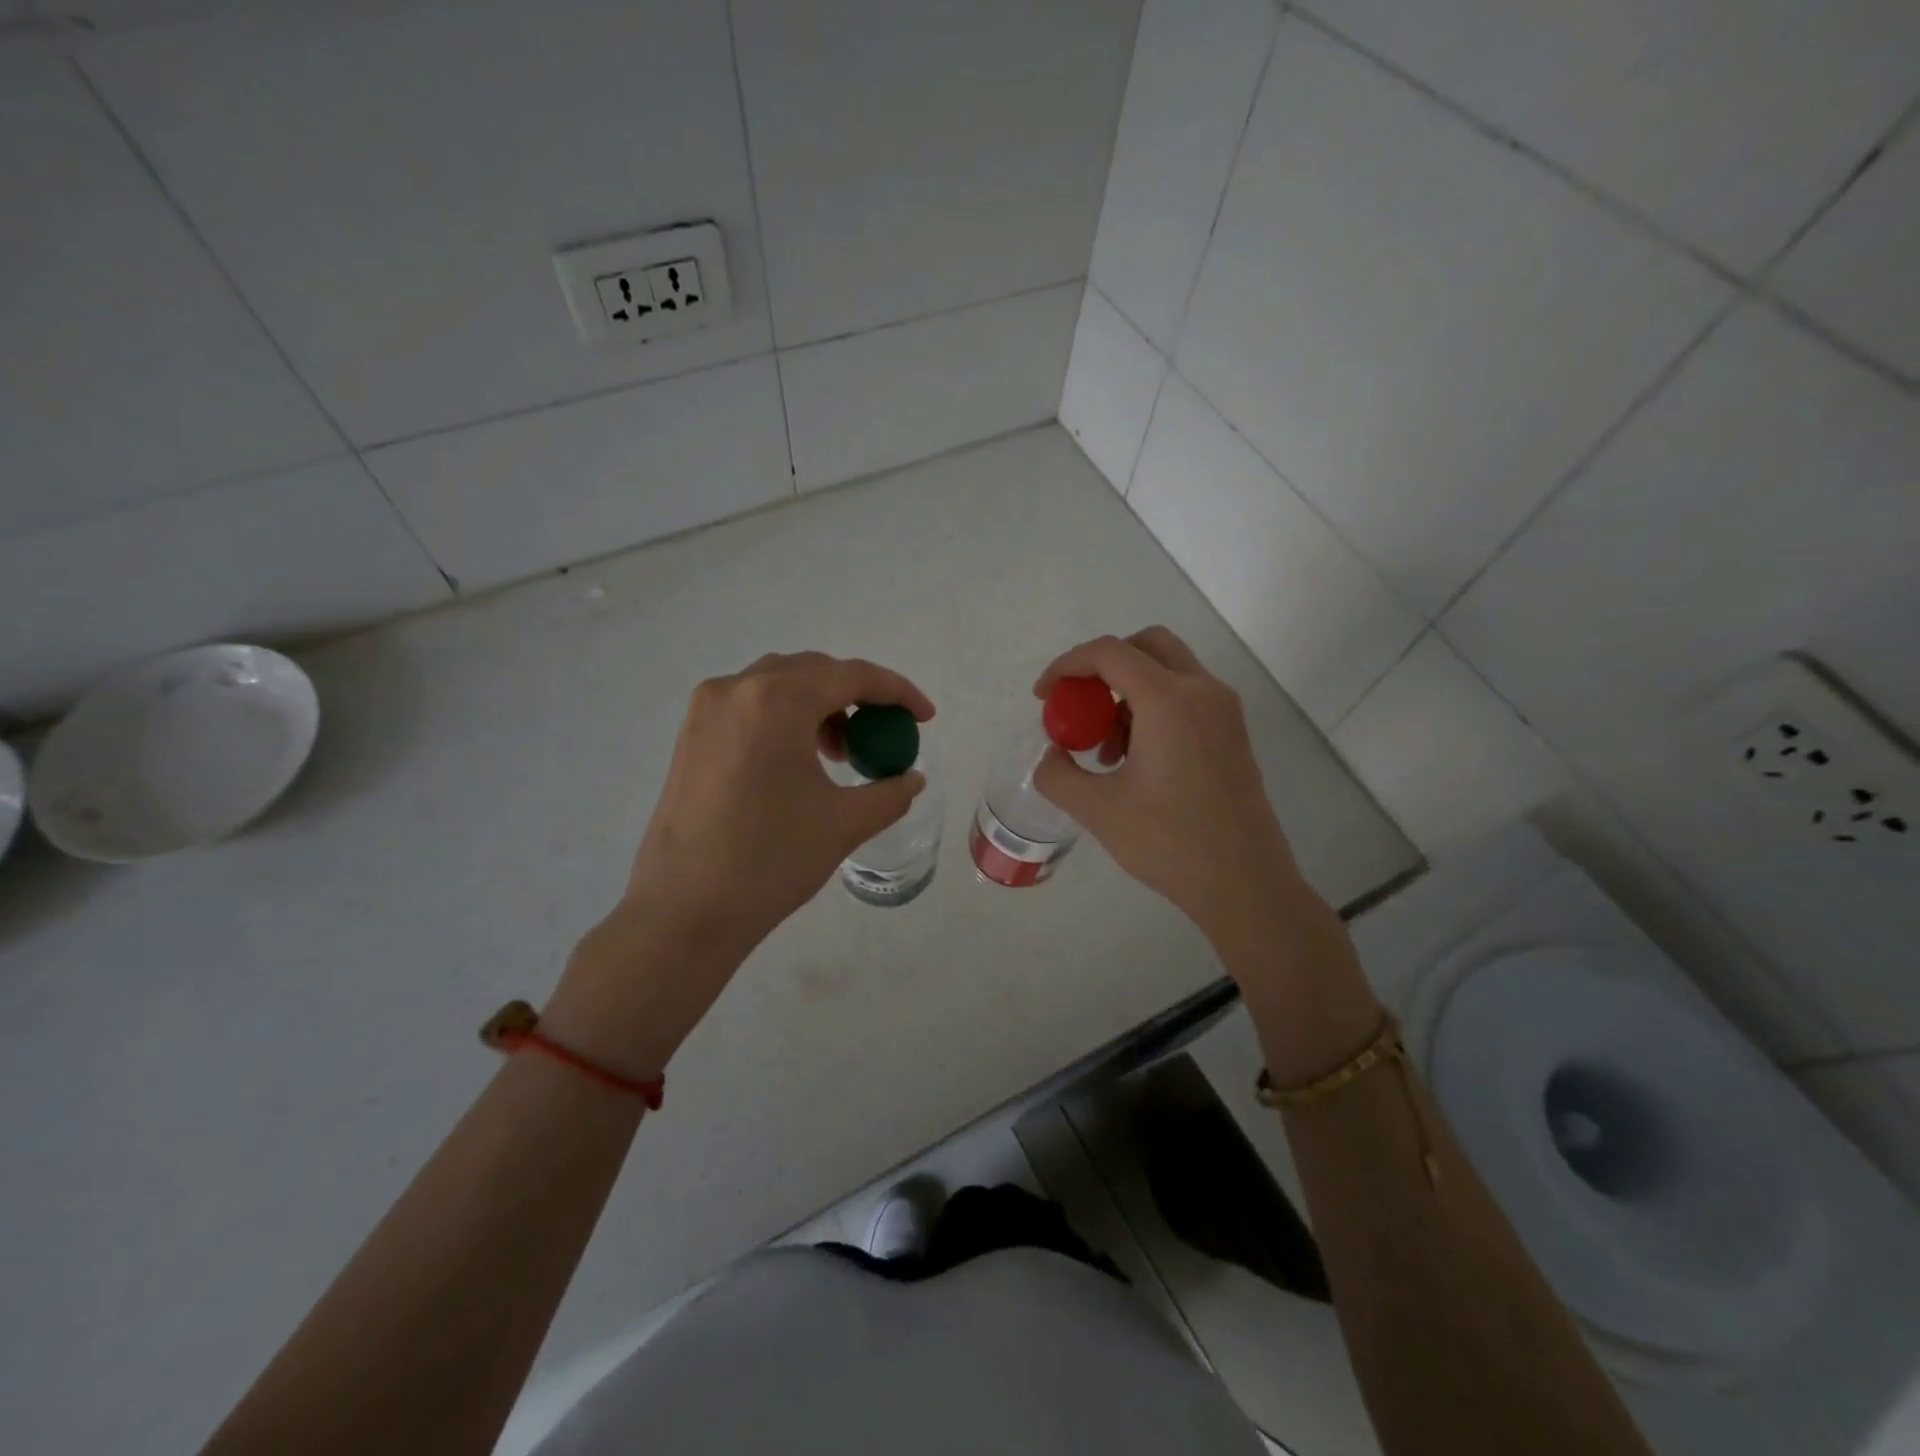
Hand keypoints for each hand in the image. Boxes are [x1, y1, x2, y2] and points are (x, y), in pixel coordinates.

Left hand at [547, 652, 933, 1076]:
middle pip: (814, 672)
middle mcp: (737, 689)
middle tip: (881, 736)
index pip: (851, 676)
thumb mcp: (844, 823)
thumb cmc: (770, 860)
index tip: (924, 717)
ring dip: (820, 706)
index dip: (897, 692)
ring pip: (779, 685)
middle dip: (857, 697)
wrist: (684, 911)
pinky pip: (750, 706)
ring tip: (839, 754)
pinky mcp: (690, 734)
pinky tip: (798, 761)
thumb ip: (890, 792)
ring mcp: (706, 709)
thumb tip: (912, 779)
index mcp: (777, 700)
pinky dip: (785, 719)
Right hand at [1032, 628, 1313, 954]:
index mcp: (1169, 700)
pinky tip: (1136, 761)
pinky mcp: (1232, 733)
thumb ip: (1058, 774)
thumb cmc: (1170, 843)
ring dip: (1127, 693)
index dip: (1067, 666)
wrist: (1245, 884)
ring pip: (1167, 671)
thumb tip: (1052, 755)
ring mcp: (1224, 711)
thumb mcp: (1098, 810)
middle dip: (1103, 667)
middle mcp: (1202, 691)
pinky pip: (1186, 698)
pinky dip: (1153, 709)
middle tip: (1079, 706)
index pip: (1109, 653)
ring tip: (1104, 751)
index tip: (1045, 698)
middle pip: (1146, 646)